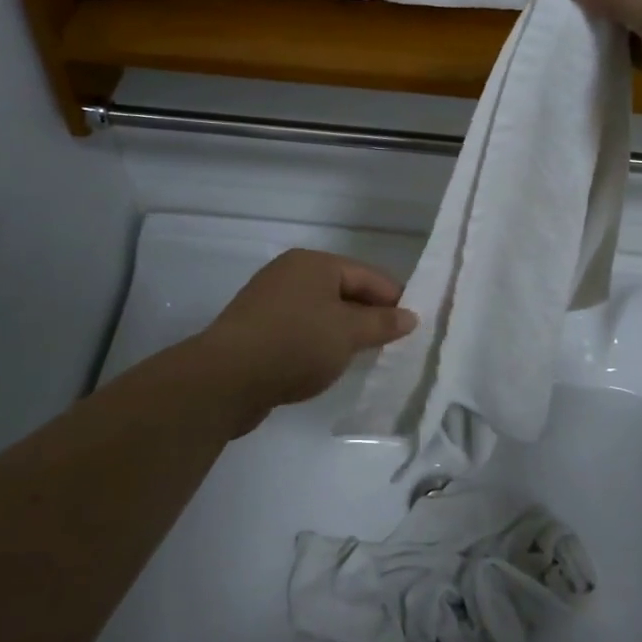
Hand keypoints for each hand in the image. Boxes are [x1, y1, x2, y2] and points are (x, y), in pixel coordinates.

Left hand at [201, 249, 417, 417]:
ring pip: (322, 313)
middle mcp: (290, 274)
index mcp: (314, 264)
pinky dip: (319, 344)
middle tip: (396, 344)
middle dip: (370, 316)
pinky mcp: (257, 330)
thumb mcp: (348, 333)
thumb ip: (382, 323)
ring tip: (366, 356)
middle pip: (344, 291)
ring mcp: (270, 301)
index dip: (395, 299)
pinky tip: (329, 364)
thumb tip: (410, 316)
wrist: (225, 378)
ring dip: (344, 332)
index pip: (368, 275)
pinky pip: (301, 330)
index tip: (416, 326)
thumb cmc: (295, 343)